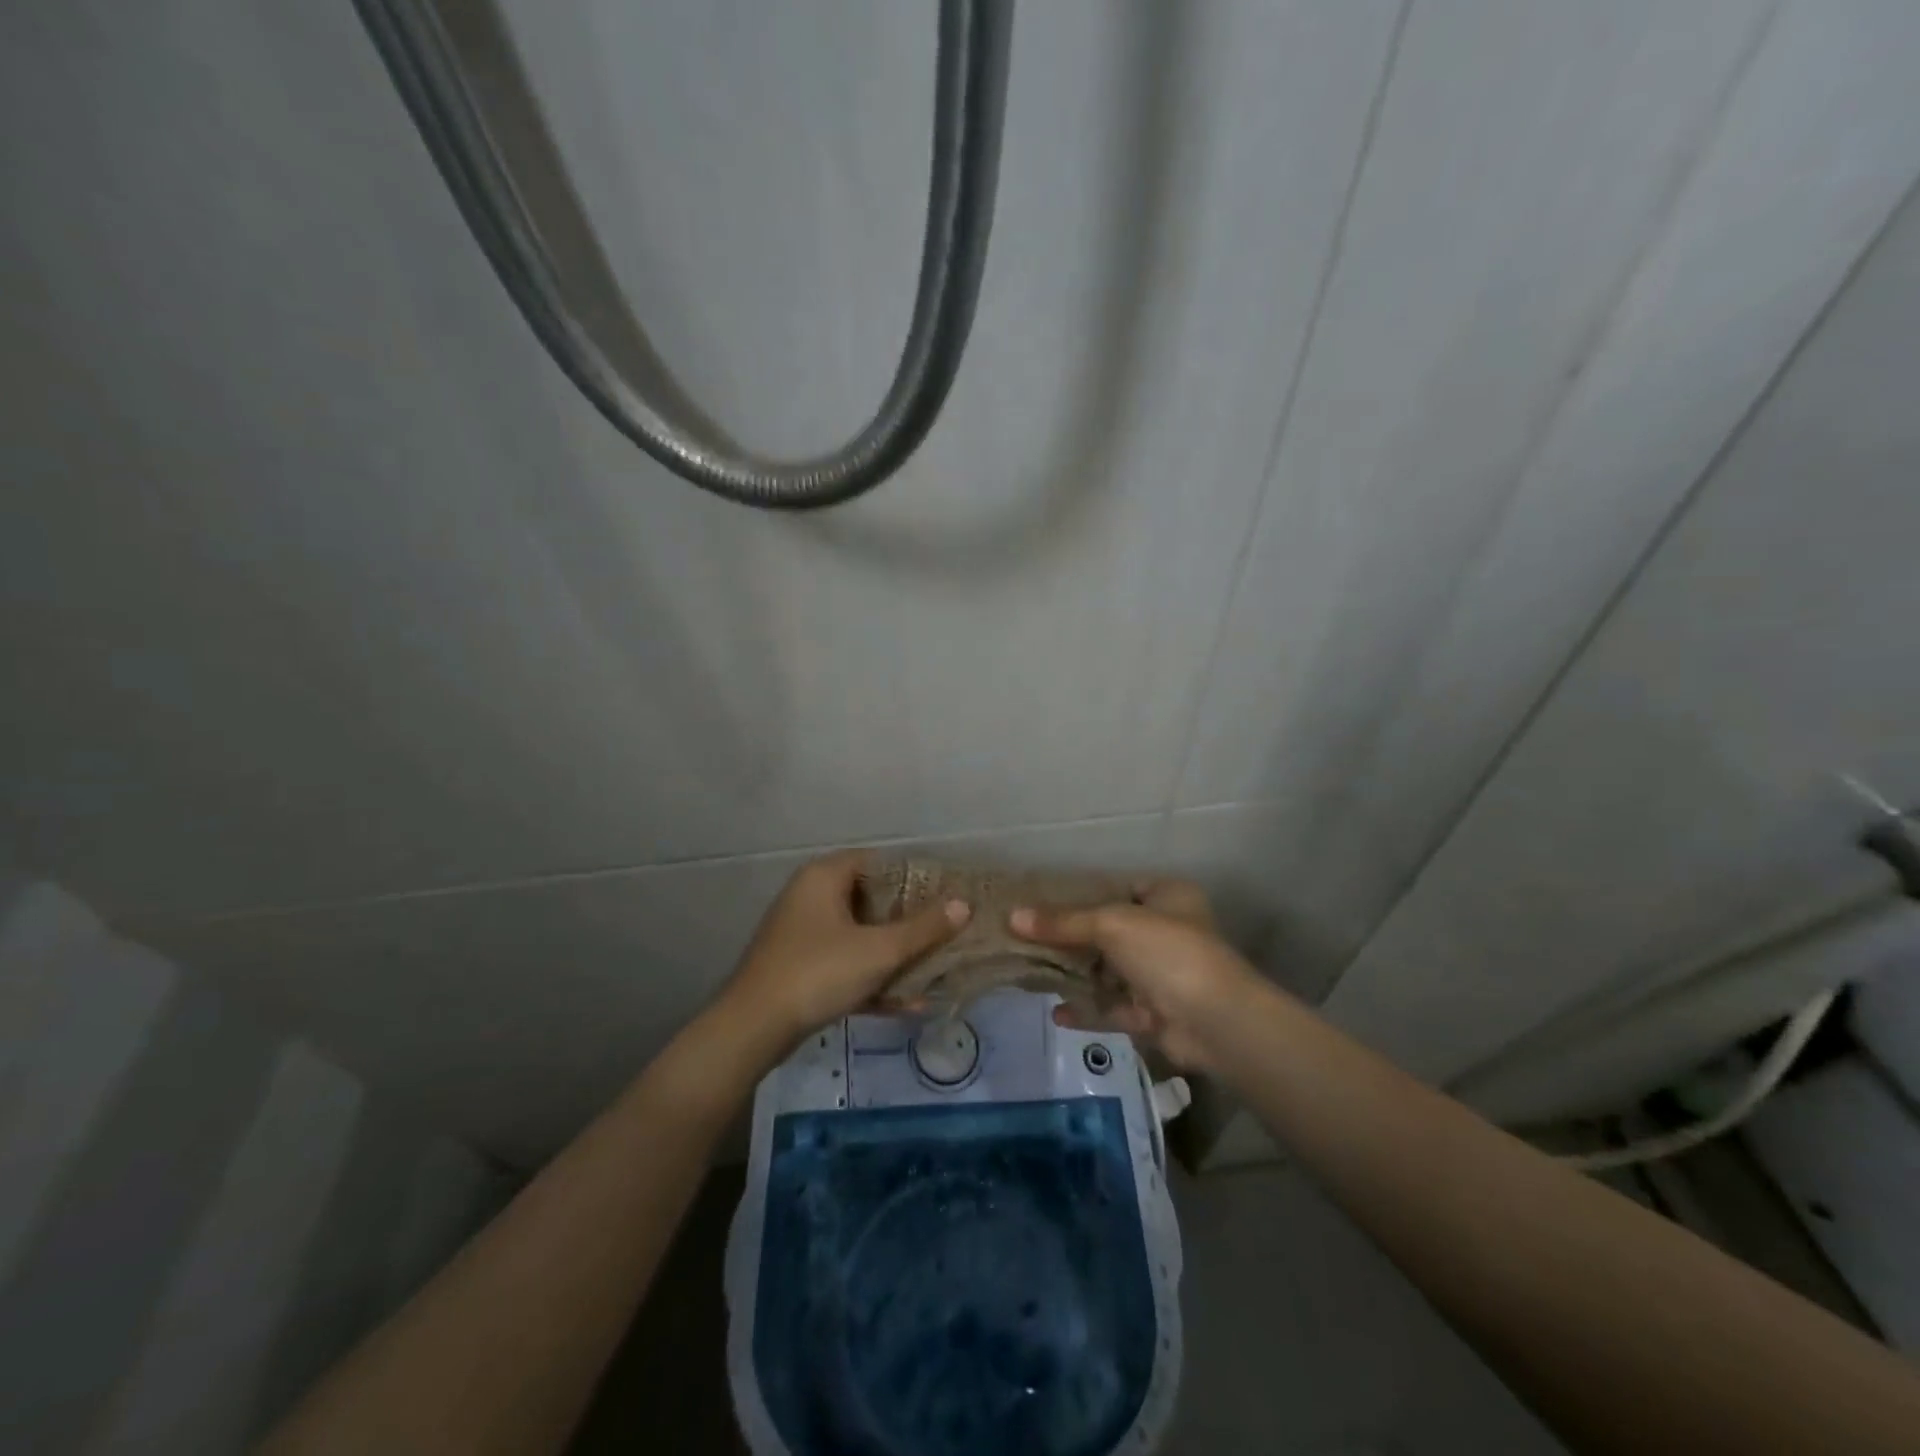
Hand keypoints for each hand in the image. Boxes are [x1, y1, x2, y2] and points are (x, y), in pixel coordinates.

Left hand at [717, 849, 970, 1051]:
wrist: (753, 1029)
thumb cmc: (819, 972)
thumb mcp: (879, 950)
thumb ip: (923, 928)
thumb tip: (963, 905)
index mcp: (824, 876)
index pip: (878, 862)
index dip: (914, 877)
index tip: (946, 896)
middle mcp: (810, 895)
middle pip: (871, 900)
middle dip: (909, 921)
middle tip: (945, 933)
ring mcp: (801, 933)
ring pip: (859, 935)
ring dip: (894, 955)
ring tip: (933, 971)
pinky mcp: (798, 966)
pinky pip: (844, 963)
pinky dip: (871, 978)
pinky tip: (905, 1004)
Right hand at [1009, 881, 1261, 1070]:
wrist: (1216, 1022)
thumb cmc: (1168, 952)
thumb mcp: (1111, 924)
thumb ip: (1063, 922)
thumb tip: (1013, 917)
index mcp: (1168, 896)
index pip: (1119, 888)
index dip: (1082, 893)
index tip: (1042, 899)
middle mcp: (1167, 932)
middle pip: (1109, 931)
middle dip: (1072, 938)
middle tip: (1027, 937)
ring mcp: (1162, 976)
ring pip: (1110, 971)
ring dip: (1077, 974)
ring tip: (1032, 971)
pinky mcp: (1156, 1015)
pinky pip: (1113, 1008)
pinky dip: (1088, 1009)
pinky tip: (1056, 1012)